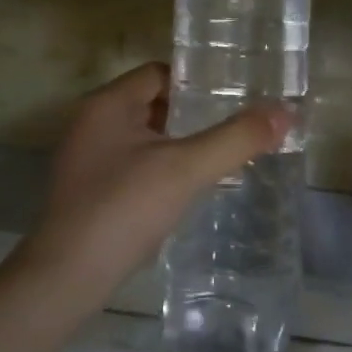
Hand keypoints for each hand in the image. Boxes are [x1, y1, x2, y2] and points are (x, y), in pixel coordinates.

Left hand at [16, 62, 289, 311]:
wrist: (66, 279)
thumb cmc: (124, 209)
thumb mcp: (186, 169)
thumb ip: (236, 138)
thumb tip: (285, 112)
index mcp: (108, 104)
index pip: (159, 72)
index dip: (196, 81)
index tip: (232, 97)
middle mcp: (91, 122)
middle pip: (151, 102)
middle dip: (191, 114)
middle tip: (233, 127)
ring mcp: (85, 158)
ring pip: (142, 136)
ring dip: (176, 143)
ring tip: (217, 157)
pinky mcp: (86, 191)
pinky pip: (131, 164)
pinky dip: (158, 168)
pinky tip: (184, 190)